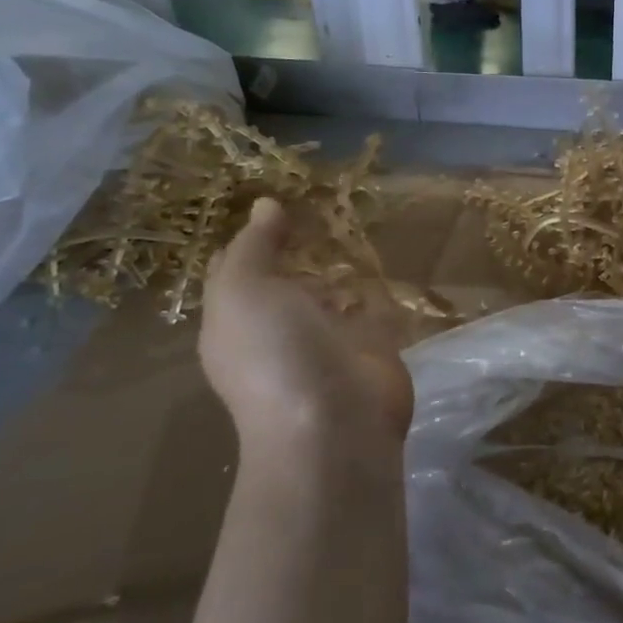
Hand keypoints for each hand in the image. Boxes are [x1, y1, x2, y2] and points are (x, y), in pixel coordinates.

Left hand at [199, 199, 412, 469]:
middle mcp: (278, 328)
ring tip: (359, 217)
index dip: (254, 234)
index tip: (281, 198)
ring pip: (332, 290)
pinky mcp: (370, 347)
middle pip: (289, 276)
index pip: (238, 267)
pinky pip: (372, 306)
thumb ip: (253, 246)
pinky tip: (386, 254)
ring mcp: (326, 340)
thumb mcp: (244, 290)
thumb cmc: (275, 353)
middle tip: (327, 200)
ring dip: (342, 262)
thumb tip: (265, 206)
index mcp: (236, 319)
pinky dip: (378, 285)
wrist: (334, 424)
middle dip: (304, 244)